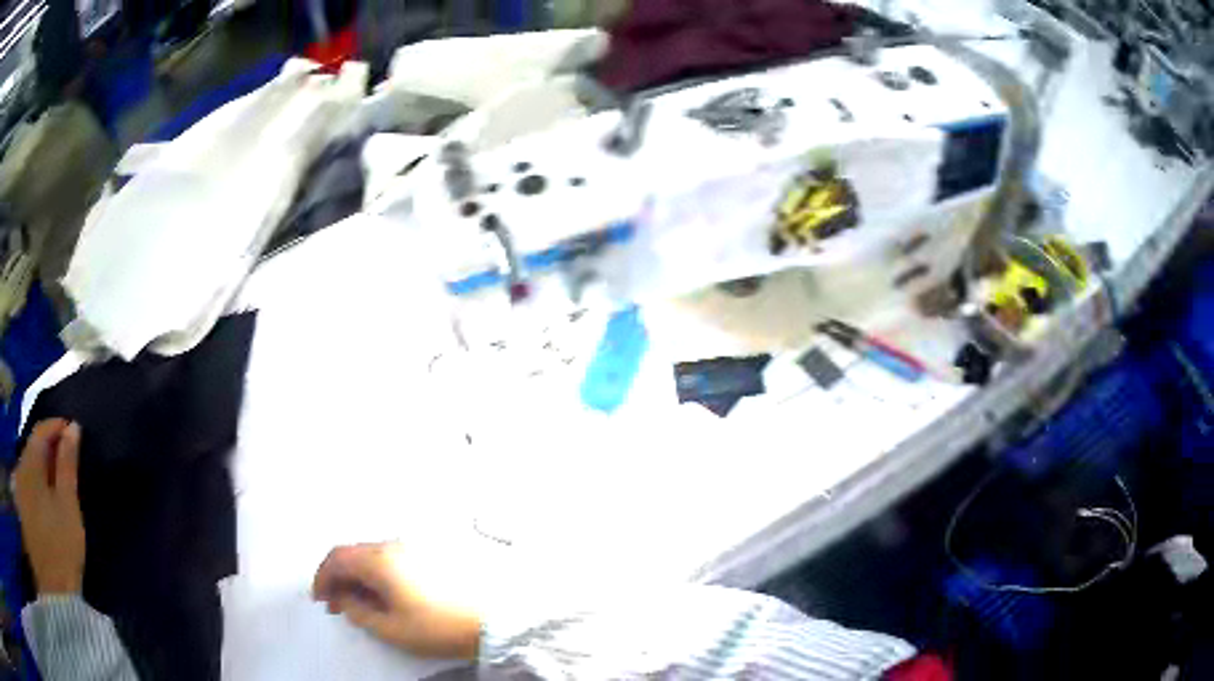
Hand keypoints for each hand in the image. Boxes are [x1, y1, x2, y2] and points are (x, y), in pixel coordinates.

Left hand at [13, 420, 85, 594]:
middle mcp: (23, 463)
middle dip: (51, 449)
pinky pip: (30, 484)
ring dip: (45, 468)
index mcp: (32, 458)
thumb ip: (68, 466)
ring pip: (32, 467)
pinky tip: (48, 502)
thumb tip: (73, 428)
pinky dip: (40, 484)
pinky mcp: (23, 505)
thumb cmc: (57, 543)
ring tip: (60, 483)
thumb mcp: (67, 506)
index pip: (43, 429)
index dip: (58, 426)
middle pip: (35, 448)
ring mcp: (21, 485)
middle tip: (69, 459)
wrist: (46, 577)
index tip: (74, 431)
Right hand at [312, 542, 481, 659]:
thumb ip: (358, 612)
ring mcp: (412, 547)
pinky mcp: (426, 554)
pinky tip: (380, 593)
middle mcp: (393, 546)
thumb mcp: (391, 628)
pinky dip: (374, 571)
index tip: (320, 598)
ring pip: (370, 553)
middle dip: (337, 575)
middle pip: (352, 552)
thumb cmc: (438, 627)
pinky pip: (388, 557)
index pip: (337, 558)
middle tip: (335, 602)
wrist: (490, 620)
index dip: (322, 577)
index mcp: (380, 561)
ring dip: (356, 573)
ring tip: (357, 601)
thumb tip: (343, 599)